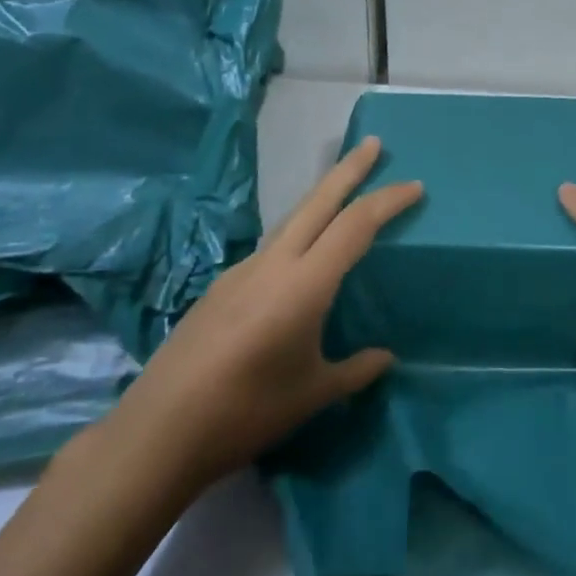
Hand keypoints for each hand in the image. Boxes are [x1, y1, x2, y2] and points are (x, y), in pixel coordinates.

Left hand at [110, 136, 420, 492]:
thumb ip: (354, 370)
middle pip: (318, 201)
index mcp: (304, 283)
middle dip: (349, 169)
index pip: (355, 225)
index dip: (388, 201)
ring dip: (321, 198)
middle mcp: (273, 264)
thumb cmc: (247, 412)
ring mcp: (242, 271)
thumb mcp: (313, 394)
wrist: (159, 431)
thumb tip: (385, 357)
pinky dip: (297, 233)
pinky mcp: (221, 287)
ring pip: (291, 219)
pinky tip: (299, 260)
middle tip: (374, 143)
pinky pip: (271, 247)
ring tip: (343, 191)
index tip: (415, 186)